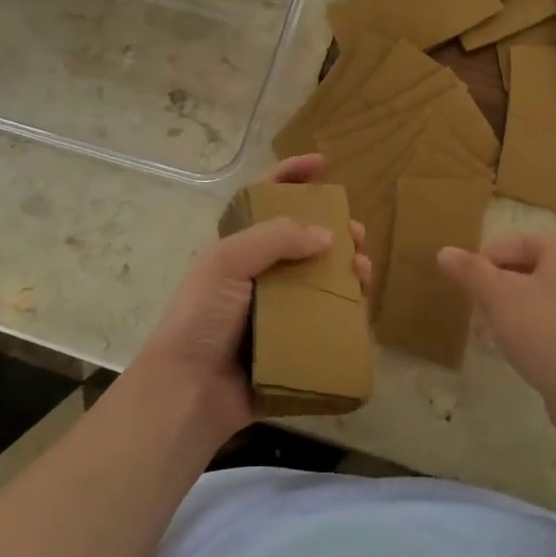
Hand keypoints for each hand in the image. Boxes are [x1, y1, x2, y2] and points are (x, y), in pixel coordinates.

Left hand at [129, 154, 369, 444]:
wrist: (190, 392)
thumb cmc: (201, 318)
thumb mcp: (227, 263)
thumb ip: (274, 238)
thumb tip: (327, 235)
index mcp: (239, 248)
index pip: (266, 199)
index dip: (292, 176)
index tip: (323, 164)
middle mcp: (260, 275)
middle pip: (304, 240)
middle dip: (335, 229)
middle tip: (358, 235)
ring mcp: (277, 310)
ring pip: (321, 279)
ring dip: (347, 269)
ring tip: (365, 273)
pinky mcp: (292, 343)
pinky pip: (326, 319)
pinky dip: (347, 310)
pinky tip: (363, 307)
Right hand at [437, 234, 555, 412]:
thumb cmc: (544, 333)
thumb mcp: (498, 297)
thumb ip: (471, 272)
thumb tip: (445, 252)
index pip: (517, 242)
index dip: (487, 257)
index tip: (467, 283)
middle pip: (530, 270)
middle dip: (498, 286)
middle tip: (477, 308)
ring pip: (542, 299)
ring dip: (514, 311)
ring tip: (493, 334)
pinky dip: (534, 333)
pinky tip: (521, 354)